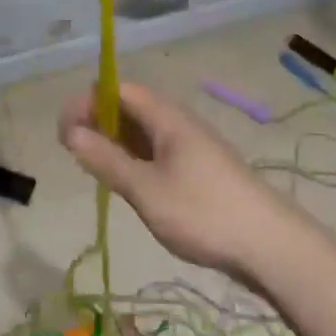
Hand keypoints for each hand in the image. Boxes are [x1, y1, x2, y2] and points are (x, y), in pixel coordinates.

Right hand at [58, 83, 302, 276]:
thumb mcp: (146, 189)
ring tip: (95, 171)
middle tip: (75, 156)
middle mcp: (177, 123)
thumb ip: (106, 160)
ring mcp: (190, 146)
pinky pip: (155, 152)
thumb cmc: (203, 213)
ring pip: (141, 132)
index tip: (65, 135)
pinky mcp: (197, 169)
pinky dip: (133, 159)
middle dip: (97, 123)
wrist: (270, 245)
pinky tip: (126, 184)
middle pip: (128, 107)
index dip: (86, 103)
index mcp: (166, 117)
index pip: (117, 89)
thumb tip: (70, 132)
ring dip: (114, 143)